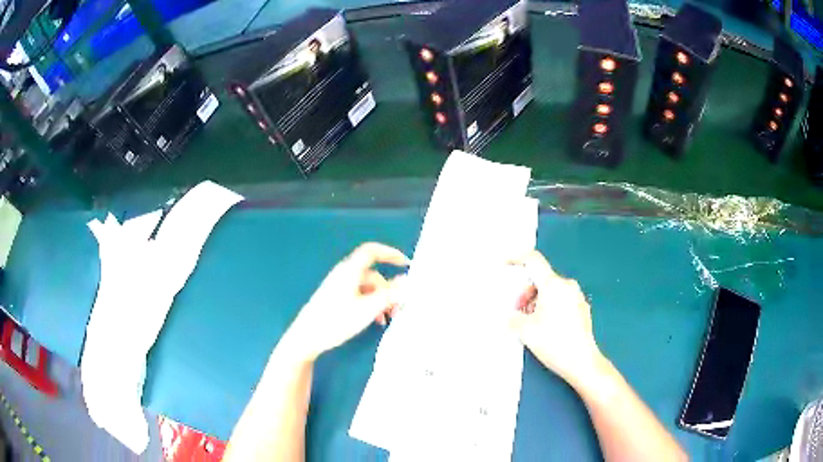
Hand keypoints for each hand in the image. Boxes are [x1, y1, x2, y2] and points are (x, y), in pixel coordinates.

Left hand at [283, 242, 408, 361]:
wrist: (307, 337)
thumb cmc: (336, 320)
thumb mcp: (368, 309)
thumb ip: (389, 295)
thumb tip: (406, 281)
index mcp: (350, 271)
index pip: (372, 251)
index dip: (390, 253)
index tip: (406, 263)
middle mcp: (344, 274)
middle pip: (372, 275)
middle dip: (388, 290)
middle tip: (398, 308)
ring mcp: (338, 287)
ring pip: (367, 288)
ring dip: (380, 300)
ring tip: (386, 319)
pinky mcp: (335, 299)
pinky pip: (358, 296)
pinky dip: (370, 305)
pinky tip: (374, 321)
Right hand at [509, 251, 602, 386]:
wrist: (582, 362)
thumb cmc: (553, 342)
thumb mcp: (525, 331)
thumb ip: (513, 318)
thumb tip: (512, 316)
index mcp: (553, 284)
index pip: (534, 260)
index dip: (517, 258)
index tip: (505, 265)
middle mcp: (567, 285)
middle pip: (542, 279)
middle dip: (526, 292)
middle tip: (518, 311)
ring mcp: (578, 297)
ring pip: (552, 291)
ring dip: (538, 301)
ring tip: (531, 323)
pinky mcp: (583, 309)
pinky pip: (562, 300)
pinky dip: (550, 307)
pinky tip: (546, 328)